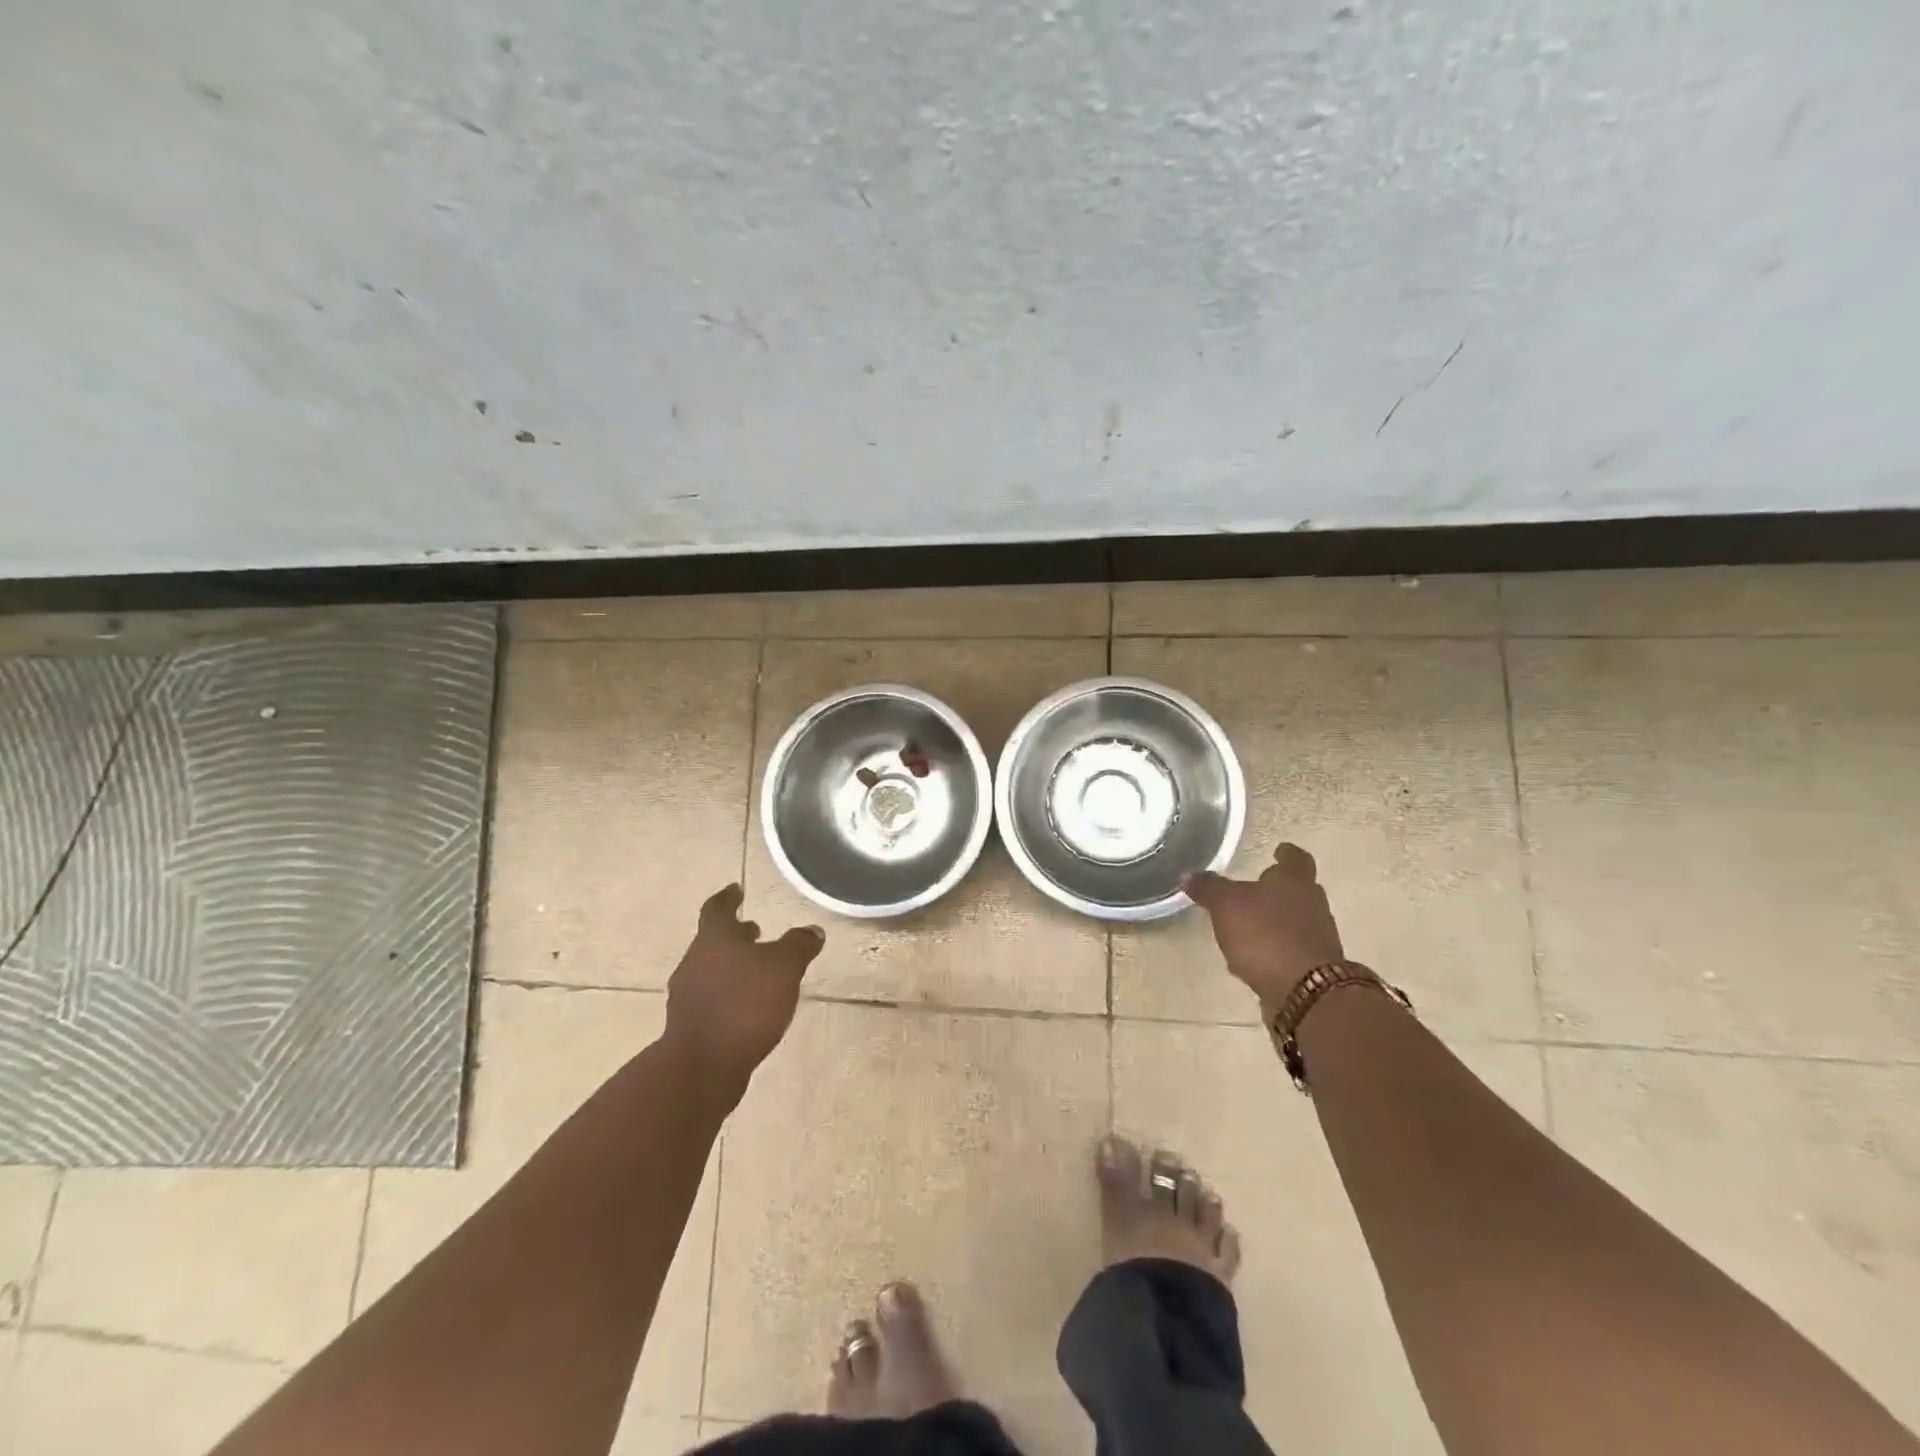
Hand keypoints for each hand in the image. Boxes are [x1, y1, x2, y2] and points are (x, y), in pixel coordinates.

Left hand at [665, 884, 823, 1095]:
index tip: (736, 889)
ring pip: (711, 970)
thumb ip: (799, 946)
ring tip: (758, 972)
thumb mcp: (784, 968)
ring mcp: (687, 997)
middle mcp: (694, 963)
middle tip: (756, 932)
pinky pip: (712, 999)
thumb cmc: (744, 1006)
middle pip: (713, 941)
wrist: (702, 1067)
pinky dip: (729, 994)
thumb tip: (812, 930)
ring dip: (732, 966)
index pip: (717, 909)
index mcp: (713, 940)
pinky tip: (749, 1008)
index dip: (728, 897)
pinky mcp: (690, 1027)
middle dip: (736, 936)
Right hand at [1184, 843, 1344, 1008]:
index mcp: (1295, 881)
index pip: (1295, 858)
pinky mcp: (1315, 968)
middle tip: (1253, 889)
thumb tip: (1188, 874)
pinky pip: (1291, 949)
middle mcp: (1313, 904)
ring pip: (1295, 920)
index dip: (1286, 853)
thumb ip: (1208, 888)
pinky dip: (1275, 948)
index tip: (1279, 849)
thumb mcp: (1226, 905)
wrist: (1305, 991)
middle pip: (1297, 890)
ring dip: (1275, 921)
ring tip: (1247, 926)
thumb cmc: (1265, 934)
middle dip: (1277, 890)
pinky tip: (1253, 957)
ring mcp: (1318, 938)